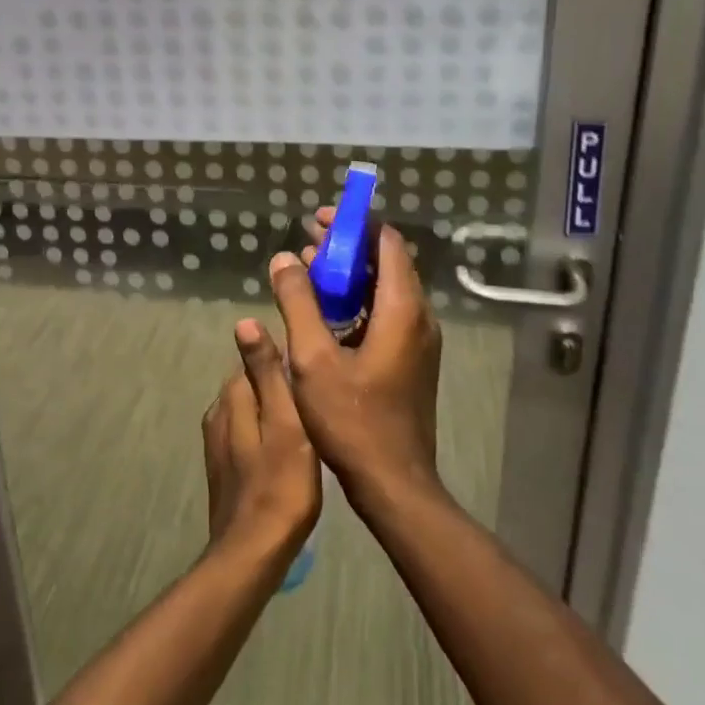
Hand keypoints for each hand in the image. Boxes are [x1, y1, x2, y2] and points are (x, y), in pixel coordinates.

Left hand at [202, 320, 321, 562]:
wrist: (253, 552)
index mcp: (232, 396)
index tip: (316, 366)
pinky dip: (268, 433)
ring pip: (251, 410)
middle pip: (254, 383)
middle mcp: (218, 413)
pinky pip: (249, 434)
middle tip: (319, 395)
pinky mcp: (225, 467)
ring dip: (275, 410)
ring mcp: (218, 442)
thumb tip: (244, 321)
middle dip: (281, 384)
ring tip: (310, 420)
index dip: (287, 360)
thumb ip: (266, 372)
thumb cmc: (280, 484)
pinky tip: (291, 449)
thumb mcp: (285, 421)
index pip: (257, 358)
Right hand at [267, 212, 443, 511]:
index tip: (318, 221)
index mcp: (402, 309)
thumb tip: (285, 258)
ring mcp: (418, 340)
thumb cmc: (352, 420)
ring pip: (385, 289)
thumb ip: (298, 303)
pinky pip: (386, 313)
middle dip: (347, 248)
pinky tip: (325, 313)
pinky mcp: (411, 359)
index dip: (353, 225)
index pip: (386, 242)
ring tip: (309, 273)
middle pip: (386, 262)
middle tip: (307, 243)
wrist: (394, 483)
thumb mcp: (313, 359)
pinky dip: (358, 301)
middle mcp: (419, 317)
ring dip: (350, 276)